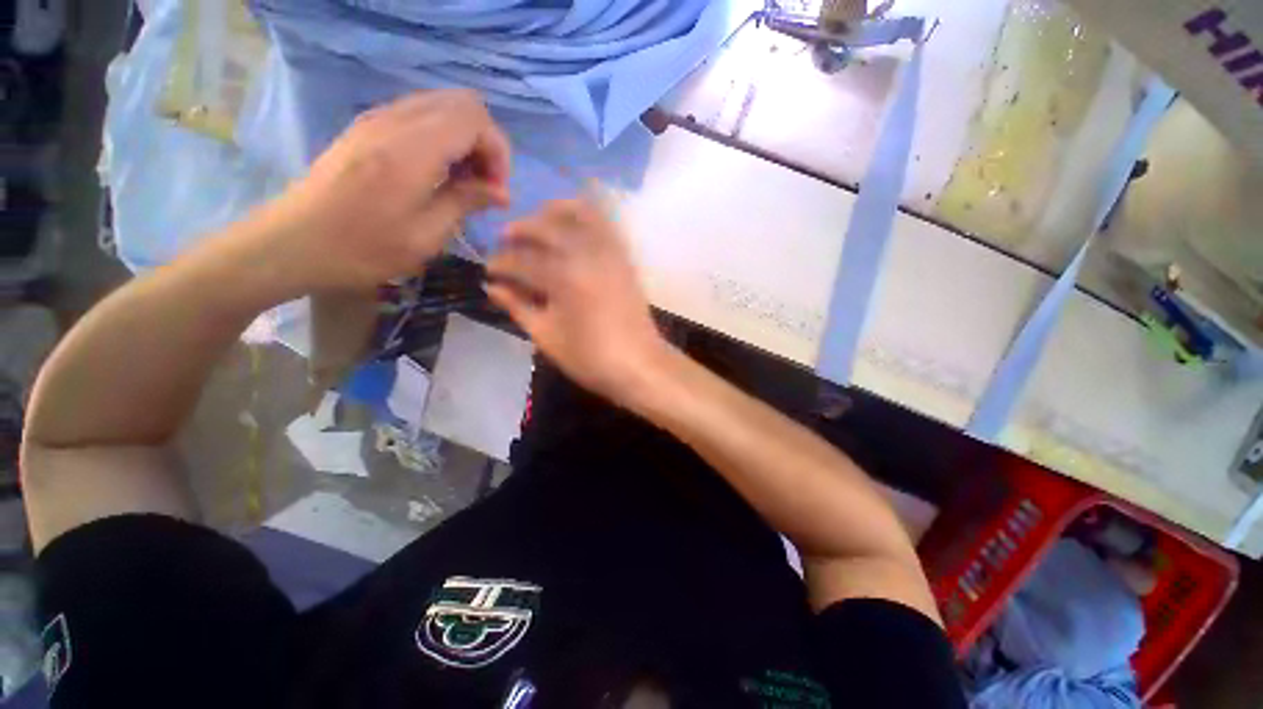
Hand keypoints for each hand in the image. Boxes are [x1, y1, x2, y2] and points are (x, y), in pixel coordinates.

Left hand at [256, 90, 510, 292]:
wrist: (295, 242)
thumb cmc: (364, 248)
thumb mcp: (426, 235)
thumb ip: (466, 202)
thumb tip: (500, 191)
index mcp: (412, 149)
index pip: (475, 119)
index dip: (498, 152)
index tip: (498, 191)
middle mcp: (395, 121)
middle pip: (462, 103)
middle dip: (486, 142)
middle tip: (486, 184)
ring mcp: (378, 119)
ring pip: (441, 105)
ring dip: (465, 139)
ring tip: (465, 181)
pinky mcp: (367, 127)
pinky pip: (419, 115)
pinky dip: (442, 138)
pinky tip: (439, 173)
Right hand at [486, 196, 669, 403]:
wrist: (639, 364)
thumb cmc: (591, 358)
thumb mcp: (547, 336)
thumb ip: (518, 307)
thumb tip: (492, 287)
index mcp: (563, 277)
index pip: (521, 261)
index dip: (500, 264)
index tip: (489, 271)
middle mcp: (586, 254)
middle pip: (545, 227)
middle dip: (519, 230)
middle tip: (506, 241)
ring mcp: (610, 252)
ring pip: (578, 213)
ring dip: (552, 213)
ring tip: (537, 224)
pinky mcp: (624, 257)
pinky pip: (604, 223)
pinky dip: (584, 215)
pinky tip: (571, 226)